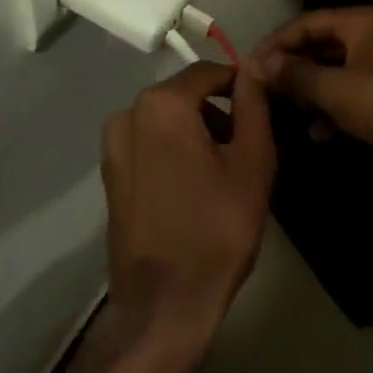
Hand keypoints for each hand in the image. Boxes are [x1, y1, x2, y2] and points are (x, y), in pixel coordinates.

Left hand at [99, 60, 274, 372]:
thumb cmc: (217, 229)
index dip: (240, 85)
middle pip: (185, 96)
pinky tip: (194, 187)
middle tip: (247, 146)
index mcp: (162, 103)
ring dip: (196, 132)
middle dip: (218, 112)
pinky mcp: (109, 174)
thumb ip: (254, 104)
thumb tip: (254, 66)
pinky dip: (173, 151)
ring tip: (223, 171)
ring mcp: (113, 145)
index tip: (263, 109)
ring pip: (166, 120)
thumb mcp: (252, 162)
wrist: (163, 305)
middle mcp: (129, 113)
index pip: (209, 72)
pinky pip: (149, 144)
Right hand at [256, 7, 372, 168]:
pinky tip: (317, 133)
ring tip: (285, 112)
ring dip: (309, 91)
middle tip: (263, 90)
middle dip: (291, 69)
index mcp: (359, 23)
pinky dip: (331, 109)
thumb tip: (258, 64)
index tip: (248, 66)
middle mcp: (369, 36)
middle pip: (318, 45)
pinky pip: (350, 94)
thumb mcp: (336, 90)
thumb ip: (295, 76)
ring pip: (333, 71)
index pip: (305, 23)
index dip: (275, 43)